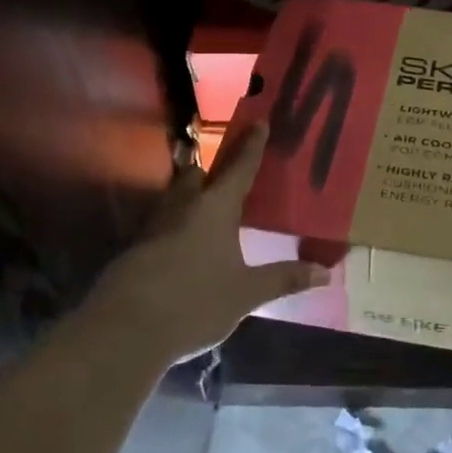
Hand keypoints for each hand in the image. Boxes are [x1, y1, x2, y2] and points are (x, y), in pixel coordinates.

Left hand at [85, 124, 327, 364]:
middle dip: (211, 172)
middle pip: (196, 176)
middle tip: (227, 176)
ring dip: (190, 198)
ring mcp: (154, 227)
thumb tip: (326, 272)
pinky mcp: (135, 250)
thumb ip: (284, 279)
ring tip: (207, 211)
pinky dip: (176, 227)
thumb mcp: (246, 294)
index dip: (252, 145)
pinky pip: (161, 225)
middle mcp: (183, 207)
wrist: (125, 330)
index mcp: (215, 208)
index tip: (259, 121)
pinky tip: (184, 247)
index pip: (239, 168)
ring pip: (175, 199)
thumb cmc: (195, 303)